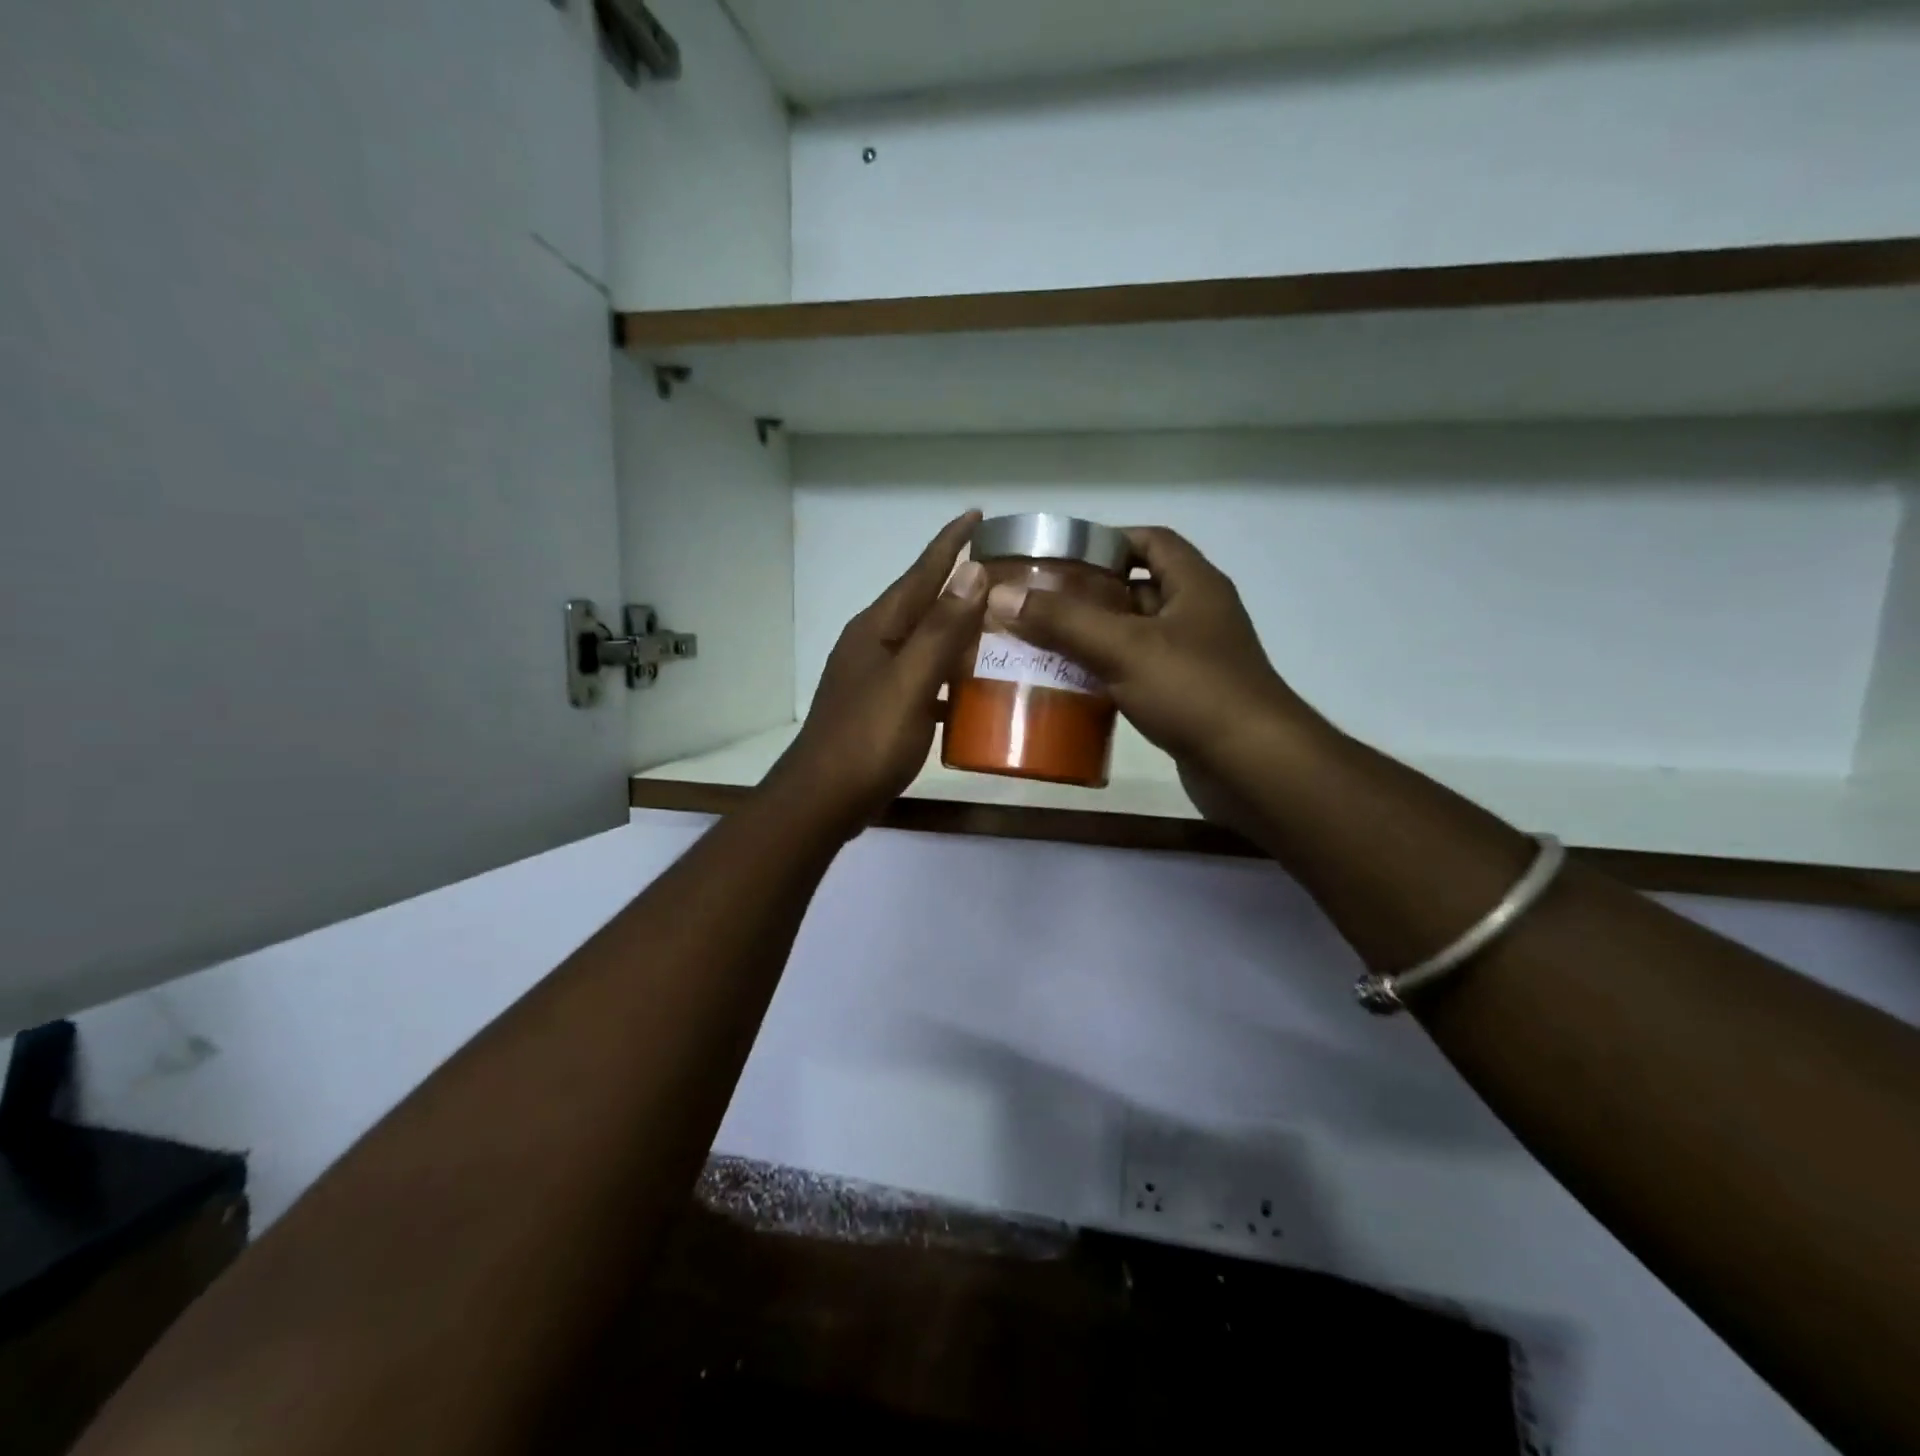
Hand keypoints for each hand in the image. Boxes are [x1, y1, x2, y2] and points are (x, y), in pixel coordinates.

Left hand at [768, 513, 987, 834]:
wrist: (823, 800)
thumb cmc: (867, 740)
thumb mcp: (909, 682)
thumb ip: (941, 630)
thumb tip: (973, 572)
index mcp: (878, 628)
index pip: (921, 573)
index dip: (950, 544)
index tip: (978, 515)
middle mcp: (873, 644)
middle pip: (922, 604)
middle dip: (958, 585)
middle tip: (1003, 574)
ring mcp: (874, 677)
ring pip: (924, 642)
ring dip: (956, 631)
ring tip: (996, 626)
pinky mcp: (881, 708)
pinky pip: (922, 677)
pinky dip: (948, 674)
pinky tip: (970, 687)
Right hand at [983, 526, 1322, 791]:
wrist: (1253, 767)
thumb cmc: (1194, 692)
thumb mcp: (1124, 648)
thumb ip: (1063, 621)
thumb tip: (1001, 596)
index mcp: (1194, 585)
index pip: (1150, 541)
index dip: (1107, 540)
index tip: (1060, 555)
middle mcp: (1198, 615)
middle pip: (1137, 589)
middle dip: (1090, 594)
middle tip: (1039, 603)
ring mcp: (1194, 659)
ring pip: (1135, 635)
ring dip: (1095, 637)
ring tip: (1043, 643)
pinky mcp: (1186, 697)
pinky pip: (1139, 673)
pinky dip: (1108, 674)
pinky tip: (1074, 686)